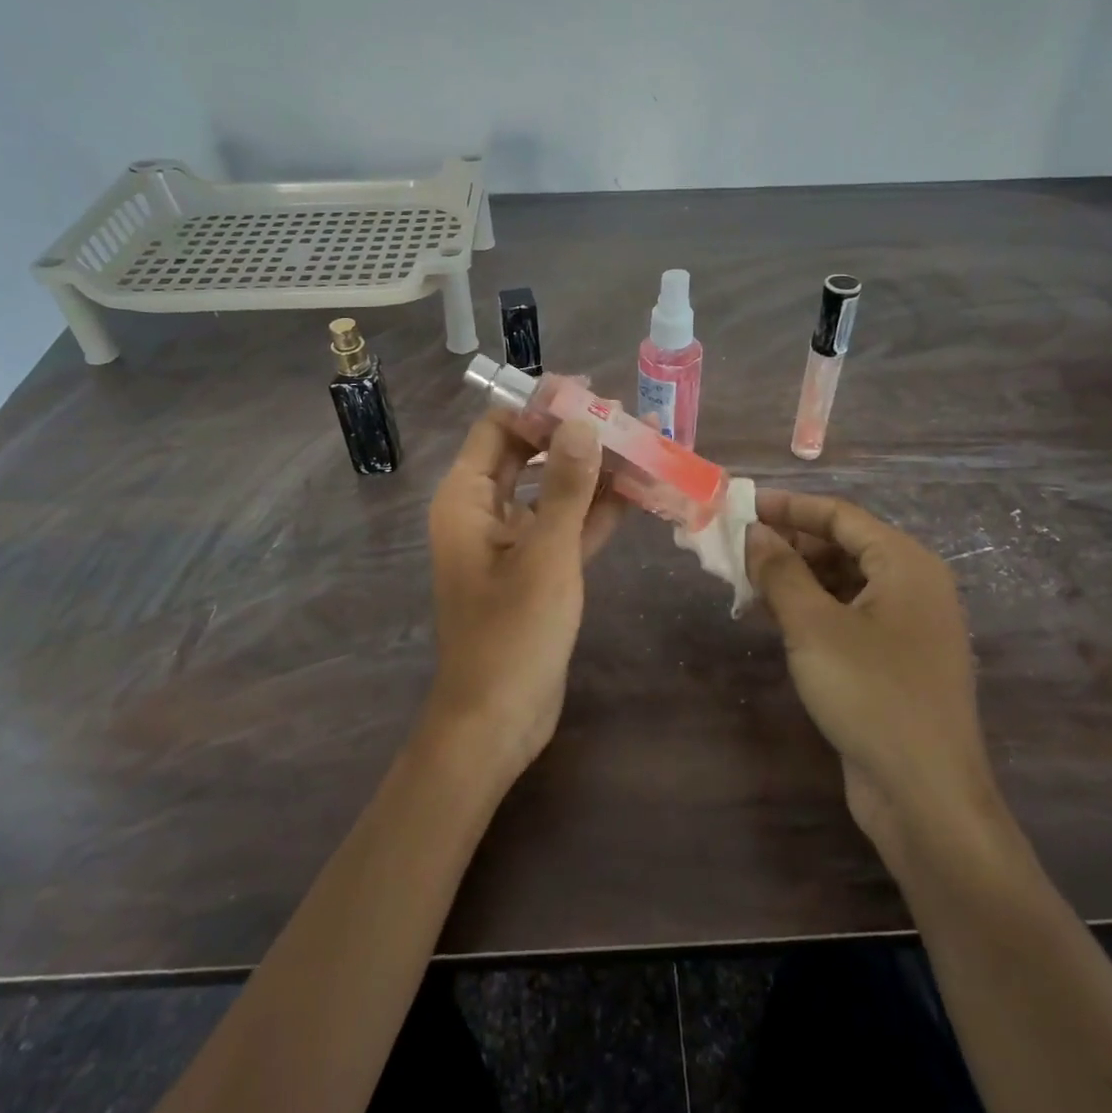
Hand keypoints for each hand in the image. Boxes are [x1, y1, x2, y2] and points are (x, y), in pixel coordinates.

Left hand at [424, 413, 624, 782]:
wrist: (498, 719)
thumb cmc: (513, 632)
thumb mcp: (545, 553)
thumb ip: (566, 486)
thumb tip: (583, 423)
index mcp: (466, 499)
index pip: (498, 429)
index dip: (541, 407)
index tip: (590, 393)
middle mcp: (484, 512)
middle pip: (529, 456)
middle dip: (576, 436)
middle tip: (628, 417)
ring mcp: (513, 542)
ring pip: (554, 492)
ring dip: (595, 473)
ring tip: (645, 445)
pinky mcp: (537, 570)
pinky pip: (567, 527)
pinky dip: (598, 512)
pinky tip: (640, 493)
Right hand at [746, 490, 1003, 867]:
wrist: (925, 795)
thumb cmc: (871, 694)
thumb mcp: (814, 626)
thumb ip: (780, 572)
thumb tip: (754, 532)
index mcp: (905, 564)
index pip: (840, 515)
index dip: (789, 507)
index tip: (743, 506)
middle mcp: (913, 587)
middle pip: (843, 547)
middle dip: (789, 545)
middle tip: (738, 550)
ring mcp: (907, 627)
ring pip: (842, 583)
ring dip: (795, 579)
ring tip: (745, 582)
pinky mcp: (894, 662)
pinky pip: (847, 617)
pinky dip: (810, 611)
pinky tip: (771, 619)